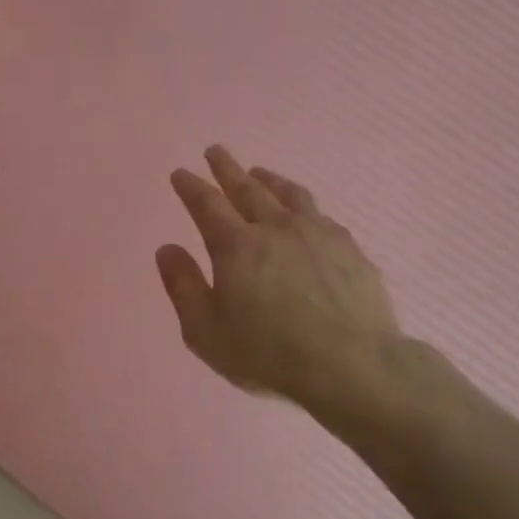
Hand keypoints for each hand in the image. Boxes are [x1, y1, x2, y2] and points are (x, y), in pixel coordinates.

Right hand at [157, 146, 409, 429]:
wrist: (351, 367)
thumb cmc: (268, 353)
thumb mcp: (205, 331)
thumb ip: (183, 286)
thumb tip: (167, 249)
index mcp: (235, 246)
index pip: (206, 204)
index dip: (190, 186)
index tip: (180, 173)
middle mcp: (275, 228)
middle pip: (247, 188)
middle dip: (227, 168)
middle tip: (215, 151)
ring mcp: (317, 234)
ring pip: (288, 194)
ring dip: (268, 179)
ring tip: (259, 172)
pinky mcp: (349, 248)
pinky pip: (320, 215)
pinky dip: (303, 206)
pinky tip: (305, 213)